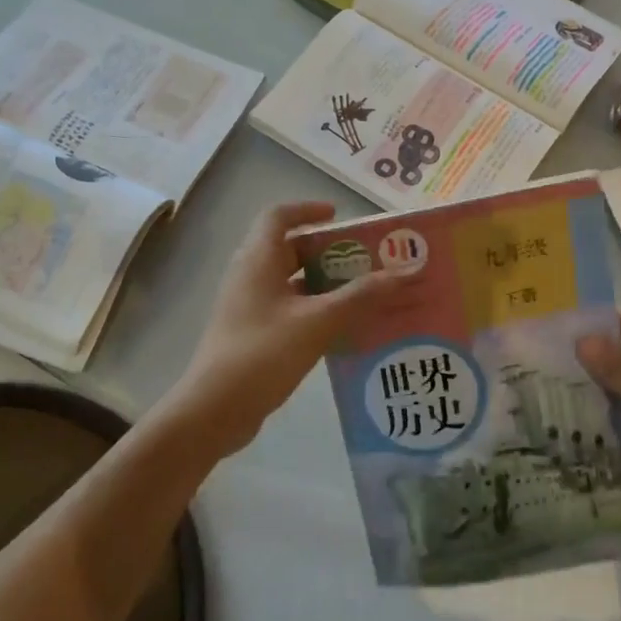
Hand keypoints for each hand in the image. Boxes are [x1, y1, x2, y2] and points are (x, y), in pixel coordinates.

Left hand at [174, 202, 411, 453]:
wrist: (213, 411)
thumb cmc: (263, 353)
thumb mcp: (318, 321)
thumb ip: (361, 295)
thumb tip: (407, 270)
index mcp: (258, 260)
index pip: (278, 216)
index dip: (308, 209)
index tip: (340, 217)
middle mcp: (250, 276)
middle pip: (289, 249)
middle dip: (327, 252)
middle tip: (366, 261)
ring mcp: (248, 307)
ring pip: (291, 283)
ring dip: (324, 285)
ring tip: (364, 295)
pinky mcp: (252, 335)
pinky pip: (288, 310)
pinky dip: (315, 311)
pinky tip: (343, 330)